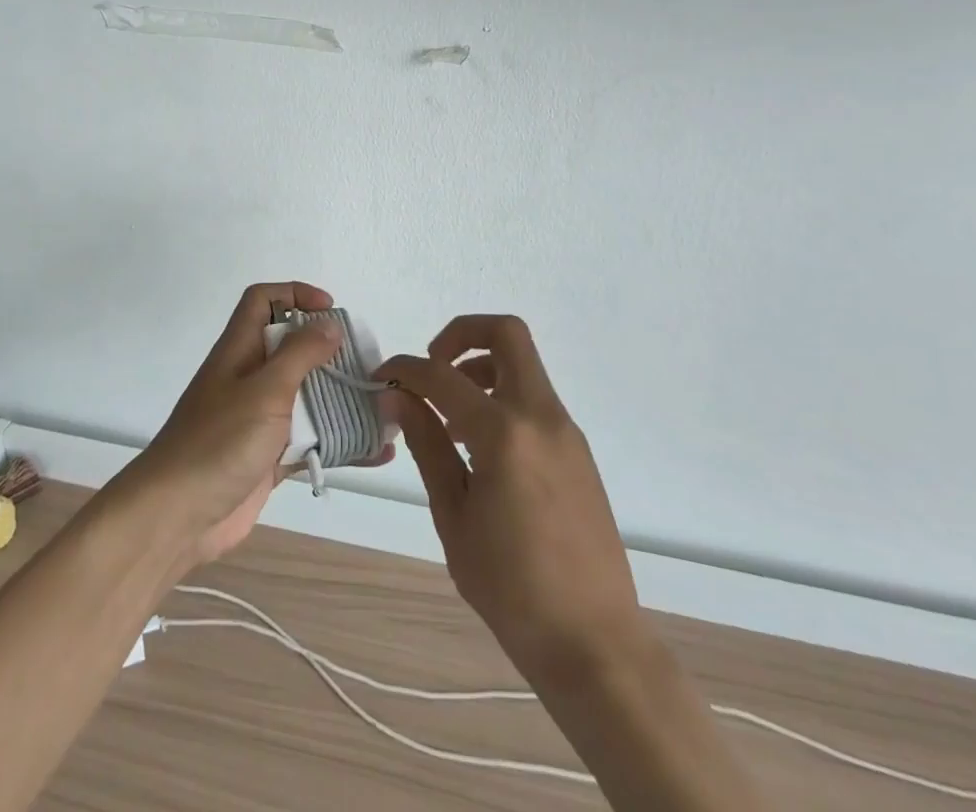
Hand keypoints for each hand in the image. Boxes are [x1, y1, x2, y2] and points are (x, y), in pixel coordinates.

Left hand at [116, 283, 387, 568]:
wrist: (177, 517)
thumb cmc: (219, 441)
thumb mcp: (264, 390)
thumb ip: (299, 354)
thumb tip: (329, 323)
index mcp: (240, 350)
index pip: (263, 301)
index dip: (295, 294)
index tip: (331, 310)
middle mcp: (249, 378)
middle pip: (293, 348)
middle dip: (330, 352)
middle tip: (367, 364)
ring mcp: (259, 419)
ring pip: (306, 397)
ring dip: (342, 400)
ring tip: (383, 406)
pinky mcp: (269, 457)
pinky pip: (311, 441)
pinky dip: (341, 444)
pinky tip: (377, 452)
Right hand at [381, 316, 645, 680]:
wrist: (594, 641)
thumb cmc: (511, 588)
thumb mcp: (454, 516)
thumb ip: (427, 445)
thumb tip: (397, 398)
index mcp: (504, 433)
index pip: (442, 375)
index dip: (405, 369)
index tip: (381, 379)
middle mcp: (540, 415)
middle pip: (506, 333)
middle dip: (460, 334)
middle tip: (431, 368)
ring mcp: (565, 430)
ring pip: (523, 364)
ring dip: (481, 368)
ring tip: (450, 419)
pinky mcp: (576, 450)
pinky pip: (534, 399)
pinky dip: (502, 398)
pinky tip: (480, 448)